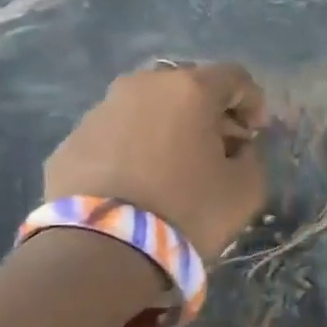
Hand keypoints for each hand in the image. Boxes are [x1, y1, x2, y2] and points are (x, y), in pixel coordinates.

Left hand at [43, 62, 268, 263]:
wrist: (103, 249)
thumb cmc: (189, 209)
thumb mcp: (246, 188)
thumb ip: (252, 157)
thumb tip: (237, 148)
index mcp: (189, 90)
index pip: (235, 77)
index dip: (253, 102)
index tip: (256, 135)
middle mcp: (142, 86)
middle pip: (187, 86)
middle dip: (208, 112)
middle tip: (219, 147)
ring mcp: (99, 111)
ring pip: (147, 108)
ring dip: (169, 128)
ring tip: (177, 167)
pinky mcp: (70, 141)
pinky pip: (116, 135)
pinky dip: (135, 149)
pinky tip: (141, 184)